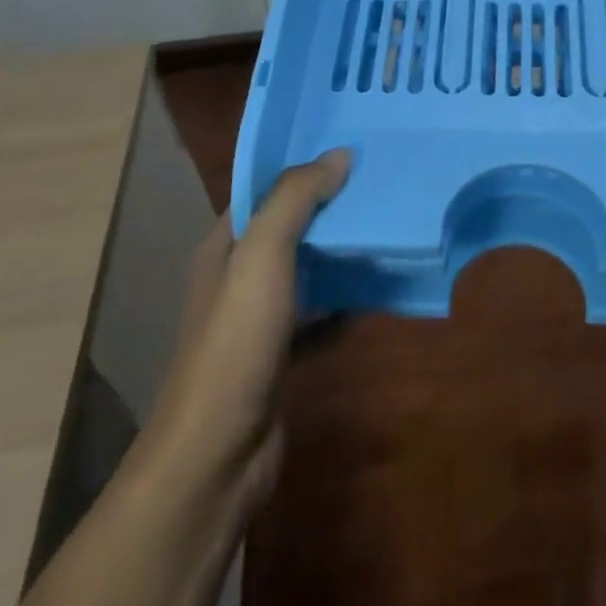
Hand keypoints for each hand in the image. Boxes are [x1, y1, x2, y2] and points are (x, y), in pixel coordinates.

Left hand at [136, 148, 350, 523]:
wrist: (218, 454)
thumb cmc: (236, 342)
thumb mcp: (263, 256)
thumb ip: (296, 199)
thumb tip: (339, 155)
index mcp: (224, 247)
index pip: (264, 192)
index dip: (303, 170)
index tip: (352, 151)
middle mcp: (237, 278)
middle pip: (289, 229)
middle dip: (330, 208)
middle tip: (381, 185)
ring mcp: (257, 321)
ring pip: (306, 271)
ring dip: (341, 254)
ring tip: (388, 228)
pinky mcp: (279, 356)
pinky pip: (318, 315)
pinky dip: (344, 302)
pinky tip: (377, 292)